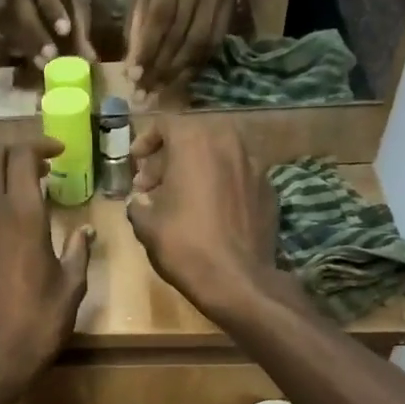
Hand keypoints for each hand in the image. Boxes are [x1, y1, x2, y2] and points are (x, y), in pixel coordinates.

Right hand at [0, 0, 95, 69]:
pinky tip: (20, 63)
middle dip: (34, 34)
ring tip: (39, 66)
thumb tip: (90, 59)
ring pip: (5, 22)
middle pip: (19, 6)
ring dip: (22, 46)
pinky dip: (6, 49)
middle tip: (49, 58)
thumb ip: (80, 23)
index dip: (53, 9)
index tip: (64, 31)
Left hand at [0, 141, 93, 398]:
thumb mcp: (71, 287)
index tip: (58, 155)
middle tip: (38, 169)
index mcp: (24, 214)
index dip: (40, 145)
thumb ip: (78, 251)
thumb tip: (85, 231)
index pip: (22, 154)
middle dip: (15, 153)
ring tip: (13, 191)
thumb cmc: (39, 324)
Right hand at [125, 116, 277, 318]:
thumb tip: (140, 199)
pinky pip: (237, 176)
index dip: (146, 141)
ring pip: (219, 155)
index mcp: (195, 143)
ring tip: (182, 198)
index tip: (136, 162)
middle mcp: (228, 143)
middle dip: (171, 156)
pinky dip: (220, 185)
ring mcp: (254, 165)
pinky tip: (211, 212)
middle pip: (194, 137)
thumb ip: (139, 203)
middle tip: (154, 184)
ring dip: (197, 169)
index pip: (166, 124)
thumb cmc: (185, 246)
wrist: (238, 279)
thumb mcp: (147, 226)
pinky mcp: (269, 188)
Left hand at [126, 0, 233, 91]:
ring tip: (160, 89)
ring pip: (199, 42)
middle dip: (160, 68)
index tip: (134, 76)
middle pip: (180, 34)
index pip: (160, 16)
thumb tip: (131, 62)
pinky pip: (214, 41)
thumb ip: (136, 17)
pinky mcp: (230, 2)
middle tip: (144, 92)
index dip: (148, 49)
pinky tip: (181, 76)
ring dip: (178, 71)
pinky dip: (196, 64)